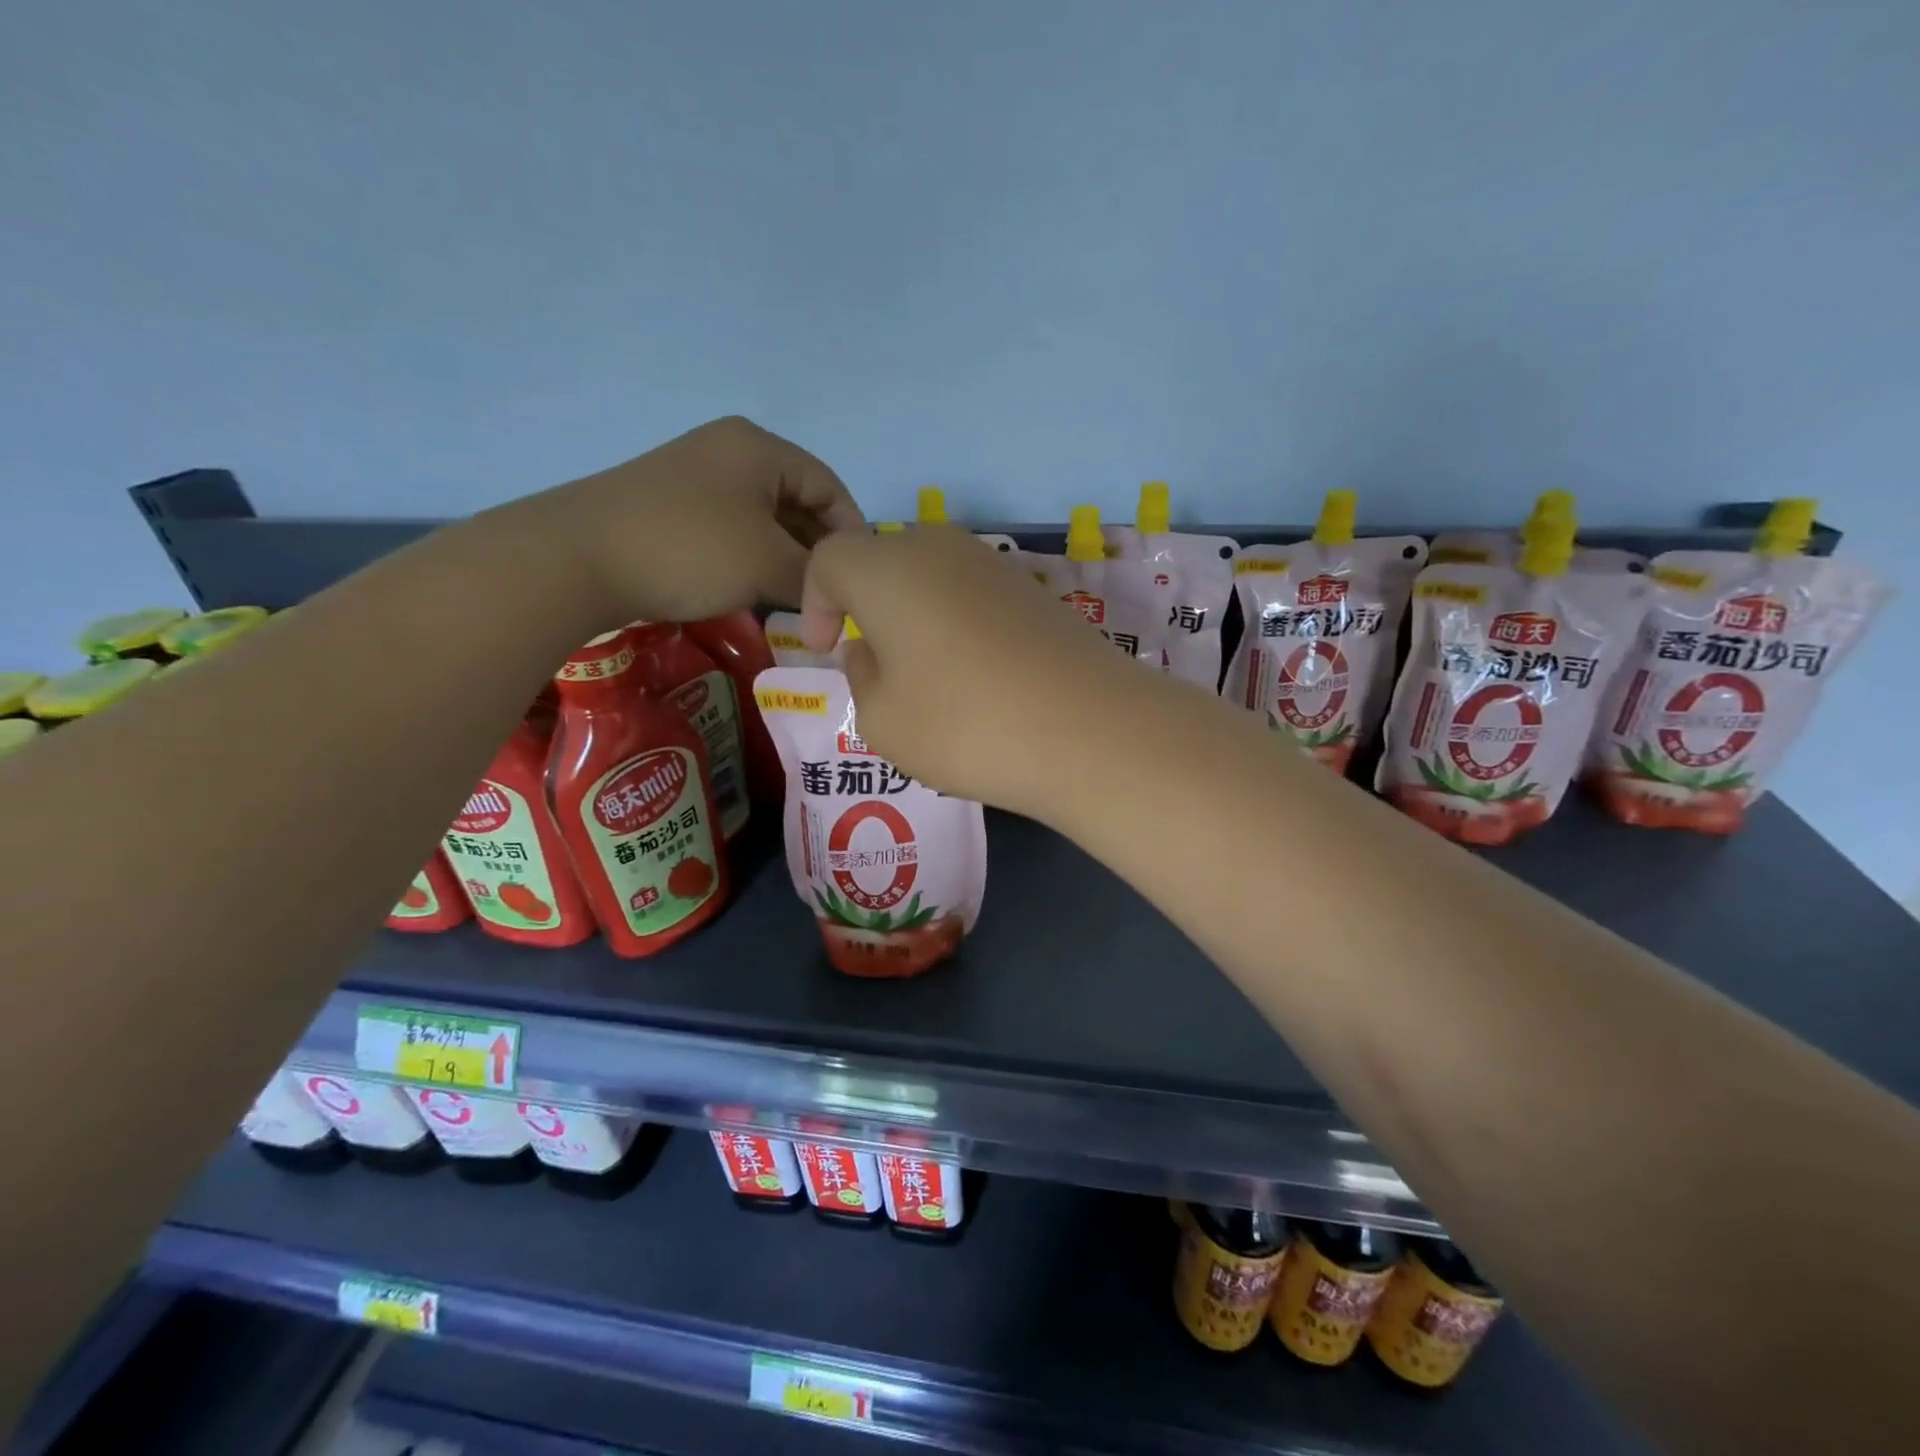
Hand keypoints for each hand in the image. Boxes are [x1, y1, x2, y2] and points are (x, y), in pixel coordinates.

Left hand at [495, 416, 864, 624]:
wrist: (579, 557)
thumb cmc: (690, 549)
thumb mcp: (767, 565)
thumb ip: (814, 579)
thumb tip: (835, 601)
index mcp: (761, 449)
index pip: (830, 486)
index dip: (853, 532)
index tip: (860, 579)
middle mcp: (731, 451)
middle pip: (798, 500)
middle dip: (818, 549)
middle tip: (832, 594)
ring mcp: (697, 476)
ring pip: (765, 518)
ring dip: (786, 557)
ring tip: (800, 599)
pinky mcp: (672, 505)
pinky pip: (733, 529)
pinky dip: (754, 558)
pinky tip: (757, 590)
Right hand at [800, 526, 1143, 817]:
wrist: (1091, 730)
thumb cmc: (966, 725)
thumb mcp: (882, 720)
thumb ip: (860, 676)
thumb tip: (869, 648)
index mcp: (887, 569)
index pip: (830, 558)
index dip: (815, 601)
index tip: (825, 649)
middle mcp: (940, 549)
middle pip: (883, 560)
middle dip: (866, 605)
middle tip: (874, 661)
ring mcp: (995, 566)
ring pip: (931, 577)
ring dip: (914, 616)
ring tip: (927, 676)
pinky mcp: (1035, 591)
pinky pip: (973, 595)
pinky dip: (958, 624)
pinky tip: (978, 676)